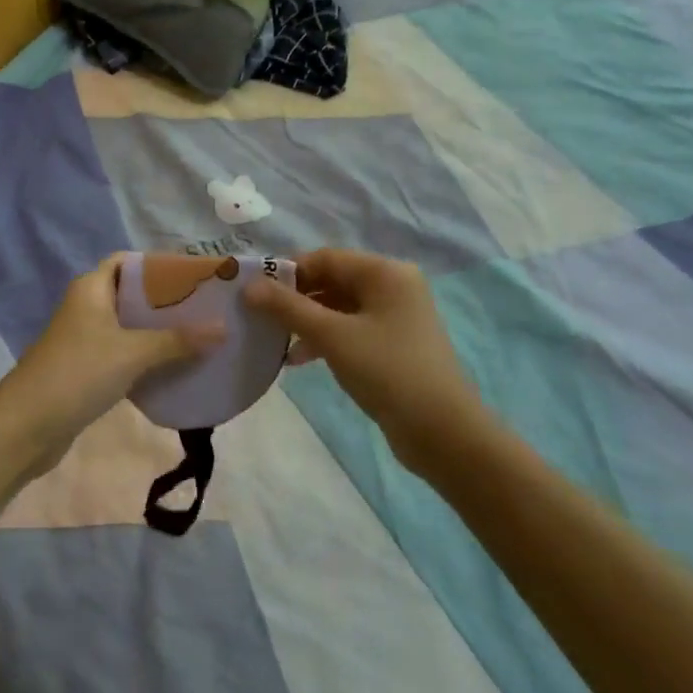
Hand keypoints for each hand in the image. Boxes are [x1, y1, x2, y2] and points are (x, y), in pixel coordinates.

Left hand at [0, 254, 223, 476]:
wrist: (25, 428)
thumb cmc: (77, 374)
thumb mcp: (132, 353)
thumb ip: (177, 340)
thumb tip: (223, 327)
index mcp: (91, 288)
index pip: (128, 261)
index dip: (159, 265)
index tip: (195, 276)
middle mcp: (87, 307)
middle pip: (132, 294)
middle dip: (167, 301)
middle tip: (207, 309)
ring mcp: (84, 340)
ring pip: (129, 327)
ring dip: (159, 332)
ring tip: (201, 337)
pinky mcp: (86, 370)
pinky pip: (123, 354)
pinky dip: (147, 358)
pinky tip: (175, 368)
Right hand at [244, 248, 488, 464]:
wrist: (443, 434)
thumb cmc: (388, 372)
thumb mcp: (332, 336)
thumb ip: (288, 307)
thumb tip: (248, 286)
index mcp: (384, 272)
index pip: (324, 258)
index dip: (286, 271)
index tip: (253, 291)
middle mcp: (392, 286)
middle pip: (331, 280)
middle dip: (294, 298)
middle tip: (258, 316)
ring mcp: (395, 316)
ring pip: (338, 307)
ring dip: (305, 321)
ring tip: (273, 340)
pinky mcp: (393, 344)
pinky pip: (349, 329)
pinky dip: (324, 338)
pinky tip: (298, 359)